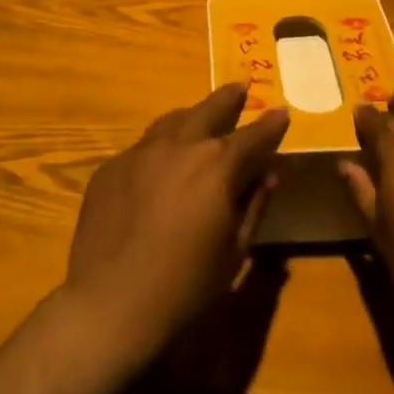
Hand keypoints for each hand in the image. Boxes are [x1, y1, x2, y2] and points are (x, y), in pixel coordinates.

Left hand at [64, 83, 289, 362]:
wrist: (111, 304)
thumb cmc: (186, 285)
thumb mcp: (234, 250)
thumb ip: (254, 205)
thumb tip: (267, 175)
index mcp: (218, 165)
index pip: (254, 135)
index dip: (271, 124)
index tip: (282, 113)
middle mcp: (180, 146)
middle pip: (209, 109)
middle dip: (229, 98)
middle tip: (240, 88)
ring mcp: (140, 153)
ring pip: (172, 121)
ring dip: (192, 117)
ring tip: (200, 119)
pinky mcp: (111, 168)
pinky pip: (142, 148)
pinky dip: (160, 149)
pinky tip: (159, 167)